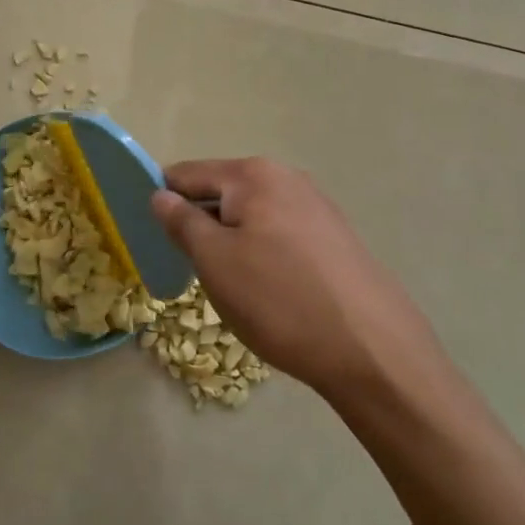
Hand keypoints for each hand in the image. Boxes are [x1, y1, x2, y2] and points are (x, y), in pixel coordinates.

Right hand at [150, 158, 446, 402]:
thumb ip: (182, 222)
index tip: (151, 238)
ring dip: (231, 243)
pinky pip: (279, 234)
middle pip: (221, 193)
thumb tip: (160, 195)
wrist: (373, 350)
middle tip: (193, 272)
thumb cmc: (280, 300)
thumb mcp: (215, 262)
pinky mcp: (335, 237)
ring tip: (234, 288)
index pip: (186, 174)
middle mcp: (287, 177)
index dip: (162, 202)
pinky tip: (270, 292)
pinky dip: (262, 255)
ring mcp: (316, 206)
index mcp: (252, 174)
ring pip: (251, 217)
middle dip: (200, 226)